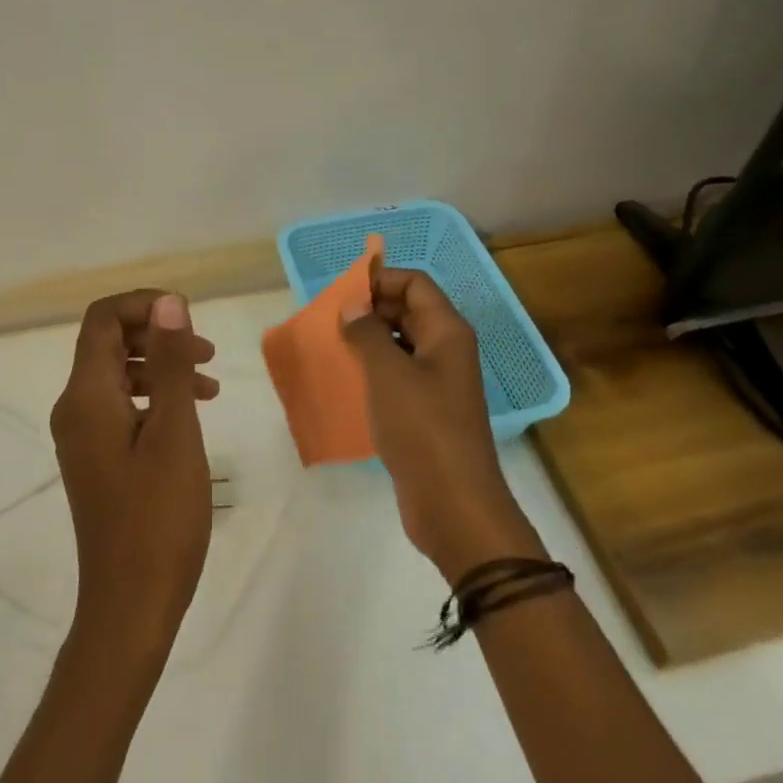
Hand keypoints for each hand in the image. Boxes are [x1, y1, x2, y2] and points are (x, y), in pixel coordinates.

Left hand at [50, 289, 218, 661]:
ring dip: (161, 367)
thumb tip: (167, 303)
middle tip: (206, 352)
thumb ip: (170, 365)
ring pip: (117, 376)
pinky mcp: (97, 459)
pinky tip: (190, 414)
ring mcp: (83, 437)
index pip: (102, 320)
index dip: (145, 304)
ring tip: (210, 382)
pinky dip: (155, 398)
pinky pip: (121, 408)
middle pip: (107, 343)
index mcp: (85, 397)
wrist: (131, 603)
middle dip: (157, 335)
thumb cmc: (158, 519)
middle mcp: (74, 409)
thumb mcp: (174, 433)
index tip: (190, 317)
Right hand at [340, 268, 543, 582]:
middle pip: (409, 312)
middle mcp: (446, 351)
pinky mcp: (426, 412)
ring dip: (368, 342)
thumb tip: (352, 305)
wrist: (452, 502)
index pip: (416, 285)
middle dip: (370, 310)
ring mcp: (438, 384)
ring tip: (331, 348)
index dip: (381, 280)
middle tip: (330, 321)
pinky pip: (398, 377)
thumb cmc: (422, 427)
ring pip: (401, 346)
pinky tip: (345, 382)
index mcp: (447, 332)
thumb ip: (367, 332)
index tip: (342, 293)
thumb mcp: (388, 373)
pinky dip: (373, 372)